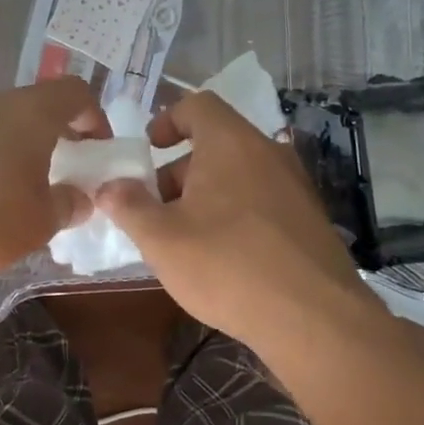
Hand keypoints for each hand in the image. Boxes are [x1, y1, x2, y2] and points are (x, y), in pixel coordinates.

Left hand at [0, 78, 101, 282]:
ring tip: (6, 202)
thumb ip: (67, 205)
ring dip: (7, 157)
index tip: (97, 153)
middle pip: (30, 110)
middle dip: (48, 142)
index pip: (74, 92)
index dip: (94, 118)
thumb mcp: (40, 222)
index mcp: (29, 113)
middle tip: (54, 181)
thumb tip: (78, 198)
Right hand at [96, 91, 368, 346]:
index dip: (168, 120)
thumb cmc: (226, 265)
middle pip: (216, 143)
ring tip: (185, 239)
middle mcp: (268, 153)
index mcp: (231, 143)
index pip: (198, 105)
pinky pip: (262, 201)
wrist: (313, 318)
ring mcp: (294, 187)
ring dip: (206, 195)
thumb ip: (129, 206)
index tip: (149, 149)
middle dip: (179, 170)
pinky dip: (236, 214)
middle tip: (156, 208)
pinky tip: (223, 257)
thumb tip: (109, 186)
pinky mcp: (309, 220)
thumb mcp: (161, 239)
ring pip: (239, 175)